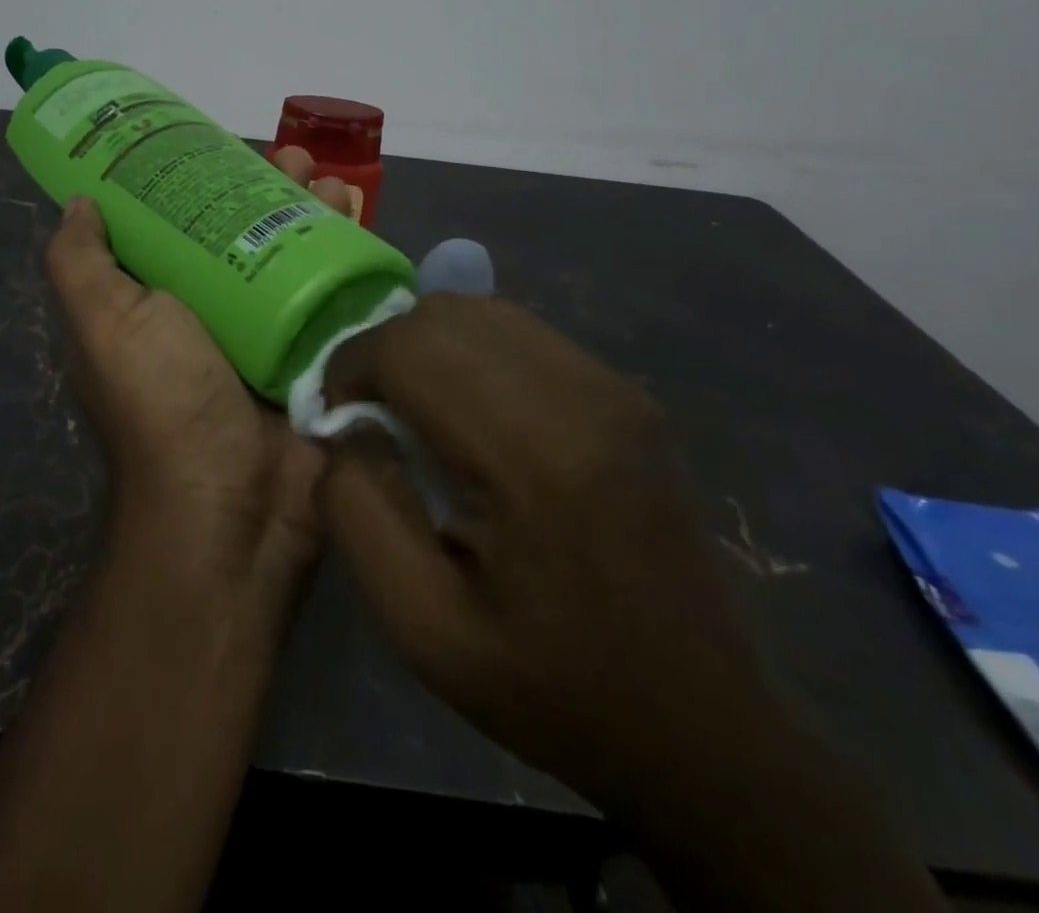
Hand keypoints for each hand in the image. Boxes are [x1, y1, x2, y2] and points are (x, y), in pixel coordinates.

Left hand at [46, 149, 350, 590]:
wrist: (236, 506)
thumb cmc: (163, 403)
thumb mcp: (104, 324)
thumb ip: (81, 264)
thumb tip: (80, 202)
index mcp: (159, 305)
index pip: (179, 225)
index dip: (199, 181)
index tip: (222, 145)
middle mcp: (213, 316)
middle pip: (245, 232)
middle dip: (269, 188)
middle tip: (295, 157)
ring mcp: (272, 336)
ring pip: (295, 254)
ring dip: (315, 211)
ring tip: (331, 180)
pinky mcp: (320, 356)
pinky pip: (336, 291)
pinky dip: (349, 253)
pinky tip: (362, 218)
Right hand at [318, 294, 775, 813]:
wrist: (701, 727)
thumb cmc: (552, 686)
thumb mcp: (421, 625)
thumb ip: (356, 510)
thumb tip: (341, 429)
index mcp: (534, 455)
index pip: (412, 347)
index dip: (352, 366)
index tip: (338, 420)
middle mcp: (581, 395)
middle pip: (445, 315)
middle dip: (385, 351)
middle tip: (372, 416)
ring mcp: (613, 386)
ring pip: (482, 312)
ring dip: (427, 347)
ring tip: (418, 412)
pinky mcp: (625, 392)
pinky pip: (520, 333)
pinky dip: (470, 352)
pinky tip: (471, 415)